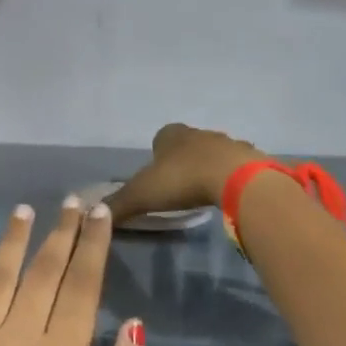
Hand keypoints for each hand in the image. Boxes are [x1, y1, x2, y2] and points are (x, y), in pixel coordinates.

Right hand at [105, 123, 266, 224]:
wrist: (234, 179)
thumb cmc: (182, 180)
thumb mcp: (142, 195)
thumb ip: (118, 204)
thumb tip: (95, 212)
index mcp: (172, 135)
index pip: (161, 137)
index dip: (157, 153)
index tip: (156, 174)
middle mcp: (199, 133)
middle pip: (188, 144)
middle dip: (183, 160)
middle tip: (179, 186)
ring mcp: (227, 143)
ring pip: (214, 153)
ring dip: (209, 167)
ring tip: (204, 191)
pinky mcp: (250, 159)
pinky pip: (237, 166)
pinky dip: (232, 177)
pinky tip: (229, 194)